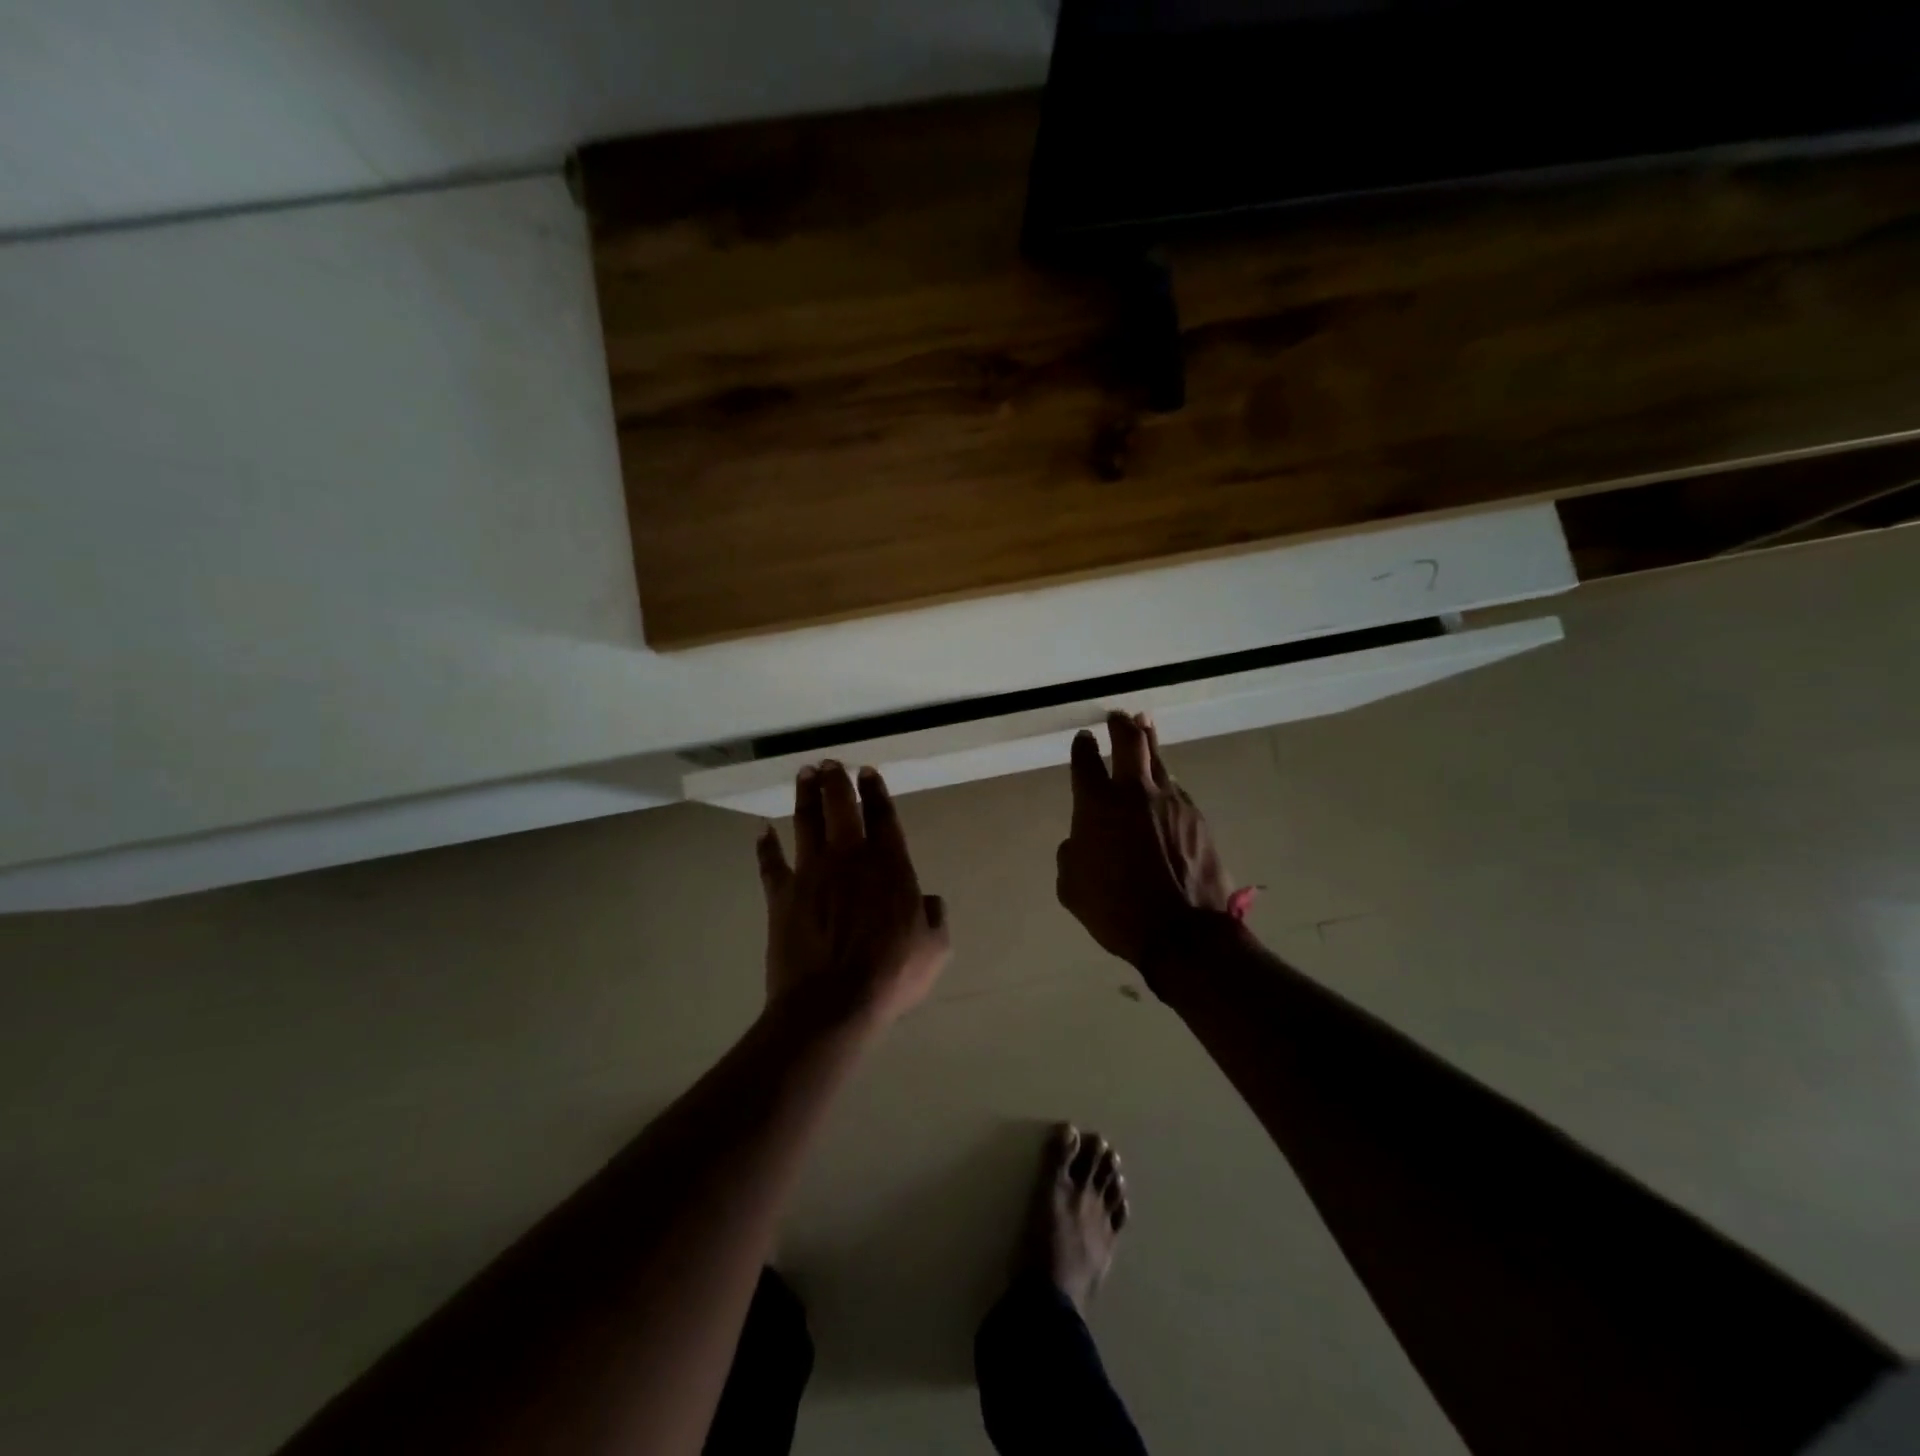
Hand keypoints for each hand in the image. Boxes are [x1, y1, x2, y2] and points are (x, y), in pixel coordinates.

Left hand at [756, 762, 950, 1030]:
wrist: (832, 1003)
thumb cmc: (891, 974)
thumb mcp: (934, 948)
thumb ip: (934, 917)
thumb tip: (929, 901)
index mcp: (889, 865)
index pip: (882, 817)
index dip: (875, 791)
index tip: (867, 772)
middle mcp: (849, 858)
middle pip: (840, 807)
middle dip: (836, 781)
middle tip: (830, 763)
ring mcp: (811, 873)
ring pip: (806, 823)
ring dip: (805, 796)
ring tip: (804, 774)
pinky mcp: (782, 895)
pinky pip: (771, 863)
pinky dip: (766, 846)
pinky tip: (762, 830)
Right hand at [1055, 712, 1237, 992]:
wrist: (1183, 932)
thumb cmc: (1116, 910)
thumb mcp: (1072, 888)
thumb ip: (1071, 854)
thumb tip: (1080, 840)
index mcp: (1097, 805)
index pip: (1085, 761)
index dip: (1082, 746)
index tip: (1083, 739)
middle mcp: (1134, 792)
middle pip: (1130, 740)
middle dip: (1121, 724)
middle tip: (1117, 716)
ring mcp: (1171, 801)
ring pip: (1159, 759)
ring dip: (1149, 741)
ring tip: (1144, 726)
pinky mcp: (1196, 817)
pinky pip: (1176, 789)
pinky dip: (1165, 782)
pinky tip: (1164, 787)